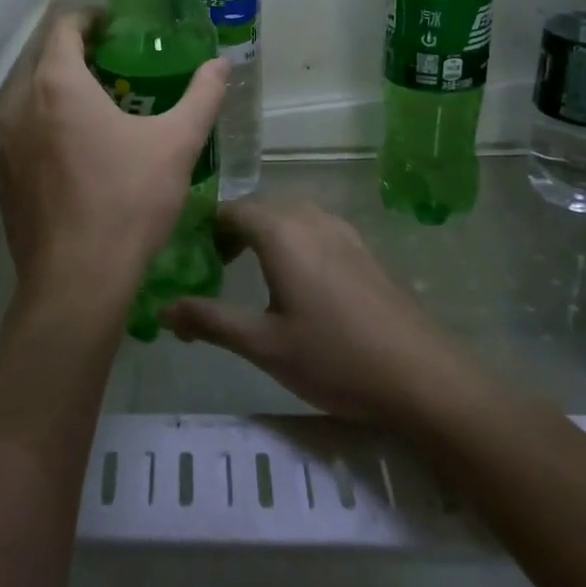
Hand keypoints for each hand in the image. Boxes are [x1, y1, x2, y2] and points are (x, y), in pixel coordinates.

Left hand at [0, 12, 227, 326]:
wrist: (77, 281)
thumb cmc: (129, 201)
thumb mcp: (177, 144)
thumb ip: (202, 96)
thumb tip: (222, 64)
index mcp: (57, 84)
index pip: (64, 27)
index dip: (90, 19)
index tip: (115, 26)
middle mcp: (19, 105)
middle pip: (43, 61)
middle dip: (76, 56)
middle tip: (114, 67)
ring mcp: (3, 145)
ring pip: (29, 100)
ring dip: (58, 94)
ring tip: (96, 110)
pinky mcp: (1, 180)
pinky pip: (21, 136)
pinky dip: (44, 129)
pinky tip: (74, 155)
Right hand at [160, 201, 487, 432]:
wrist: (422, 376)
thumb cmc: (334, 357)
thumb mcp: (263, 344)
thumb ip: (210, 320)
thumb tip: (163, 308)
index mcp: (281, 231)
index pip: (230, 211)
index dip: (204, 229)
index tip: (189, 257)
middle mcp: (311, 218)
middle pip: (260, 210)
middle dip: (232, 233)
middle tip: (213, 270)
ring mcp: (343, 231)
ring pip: (290, 218)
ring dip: (265, 237)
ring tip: (251, 276)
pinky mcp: (364, 250)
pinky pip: (316, 230)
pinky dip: (294, 243)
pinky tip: (299, 286)